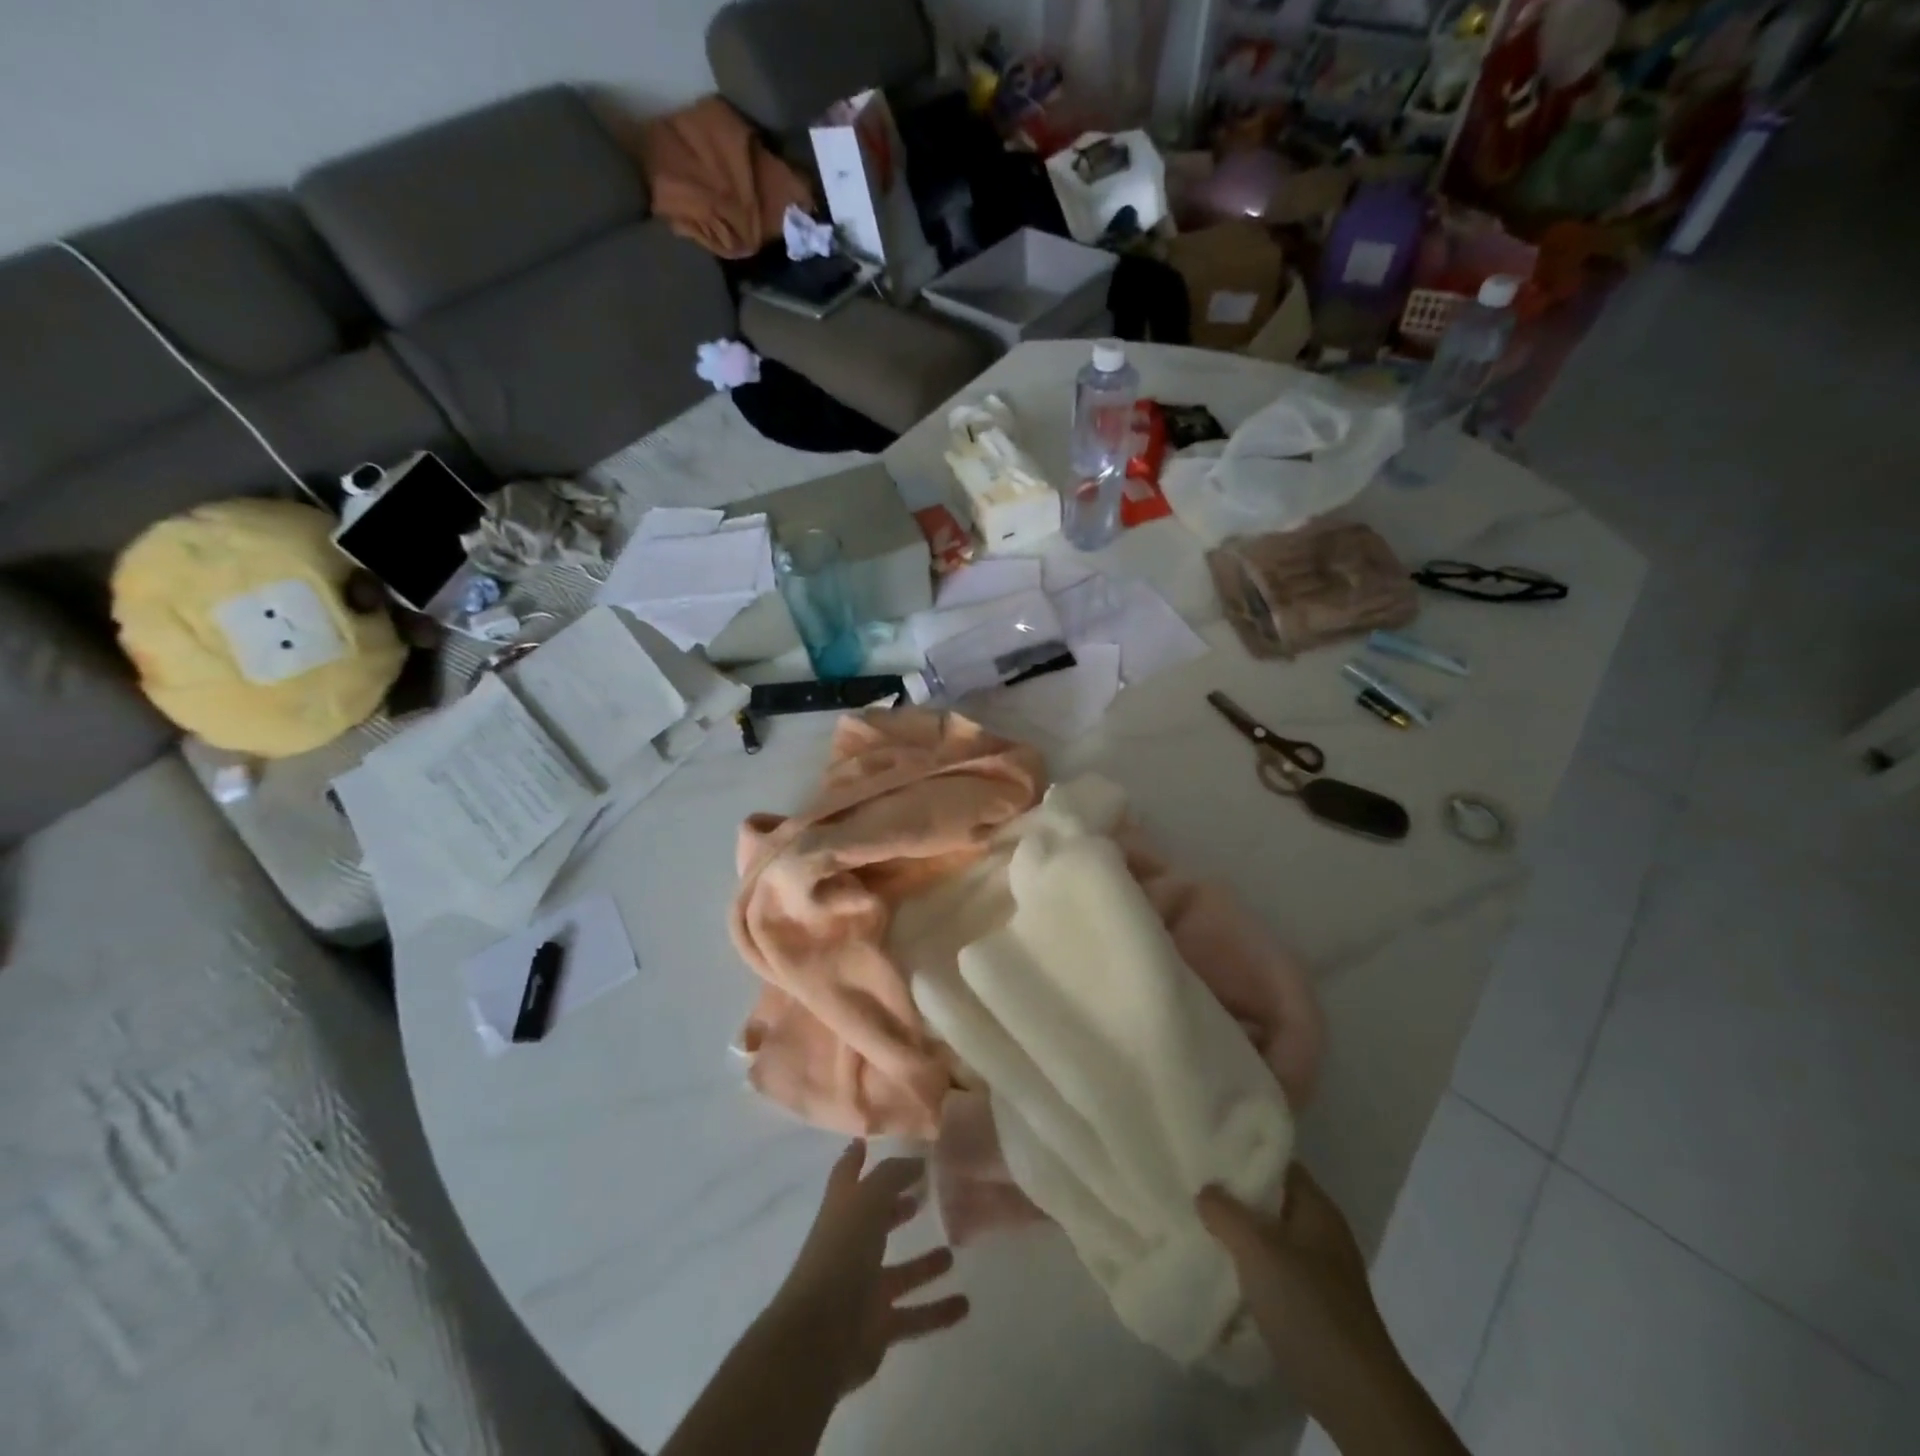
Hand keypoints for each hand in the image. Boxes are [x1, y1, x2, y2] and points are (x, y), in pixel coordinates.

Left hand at [770, 1141, 970, 1393]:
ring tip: (952, 1253)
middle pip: (876, 1221)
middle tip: (927, 1193)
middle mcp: (851, 1245)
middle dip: (897, 1207)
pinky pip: (914, 1315)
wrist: (818, 1338)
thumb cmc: (840, 1254)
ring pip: (901, 1271)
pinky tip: (964, 1304)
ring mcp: (864, 1288)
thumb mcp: (867, 1200)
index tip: (869, 1140)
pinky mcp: (878, 1327)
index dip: (857, 1157)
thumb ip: (892, 1175)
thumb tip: (918, 1159)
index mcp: (842, 1210)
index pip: (848, 1174)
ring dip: (924, 1264)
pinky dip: (937, 1311)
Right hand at [1199, 1165, 1447, 1449]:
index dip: (1241, 1153)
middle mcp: (1321, 1232)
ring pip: (1270, 1237)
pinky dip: (1250, 1268)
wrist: (1355, 1397)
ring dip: (1239, 1235)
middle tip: (1191, 1187)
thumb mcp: (1258, 1249)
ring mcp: (1320, 1271)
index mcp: (1317, 1207)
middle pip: (1271, 1200)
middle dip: (1234, 1196)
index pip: (1276, 1162)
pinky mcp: (1314, 1305)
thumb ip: (1226, 1212)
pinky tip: (1221, 1271)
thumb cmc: (1309, 1307)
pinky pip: (1274, 1271)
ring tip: (1198, 1226)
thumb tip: (1204, 1190)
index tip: (1204, 1150)